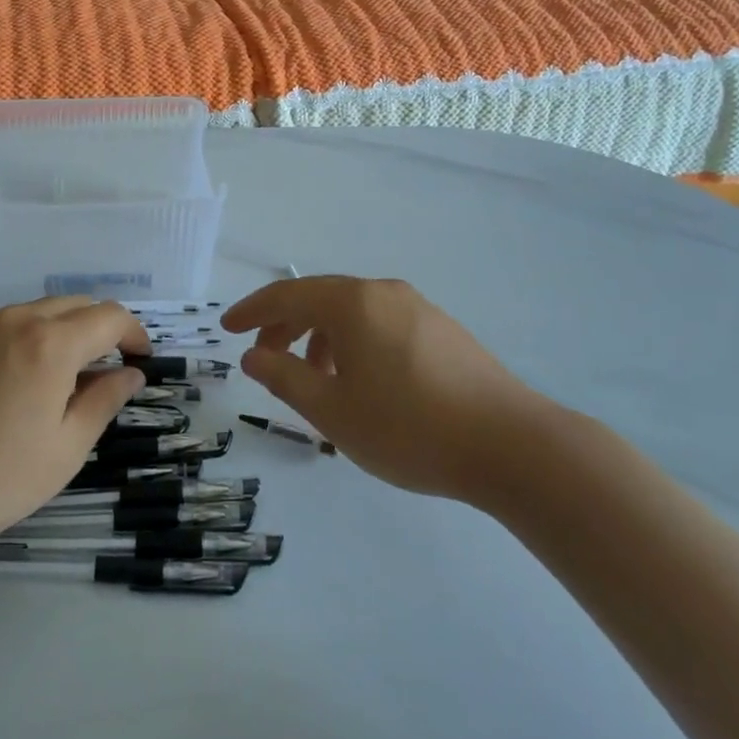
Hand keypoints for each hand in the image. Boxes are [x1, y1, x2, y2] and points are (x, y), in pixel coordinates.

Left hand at [0, 298, 149, 552]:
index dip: (132, 332)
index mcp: (50, 344)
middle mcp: (11, 320)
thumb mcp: (64, 449)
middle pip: (70, 305)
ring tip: (46, 381)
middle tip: (99, 369)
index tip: (138, 358)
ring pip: (27, 314)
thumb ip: (104, 401)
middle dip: (96, 328)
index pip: (109, 317)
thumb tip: (130, 373)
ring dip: (52, 334)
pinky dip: (9, 344)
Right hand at [221, 276, 559, 502]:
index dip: (251, 311)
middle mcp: (384, 293)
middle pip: (320, 299)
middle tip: (264, 359)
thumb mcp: (332, 410)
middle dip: (285, 326)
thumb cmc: (408, 428)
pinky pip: (381, 325)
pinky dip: (354, 343)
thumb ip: (284, 377)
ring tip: (314, 380)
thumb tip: (252, 355)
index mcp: (353, 303)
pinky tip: (361, 382)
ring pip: (352, 313)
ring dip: (321, 338)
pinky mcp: (443, 331)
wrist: (512, 445)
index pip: (287, 295)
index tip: (226, 329)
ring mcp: (419, 308)